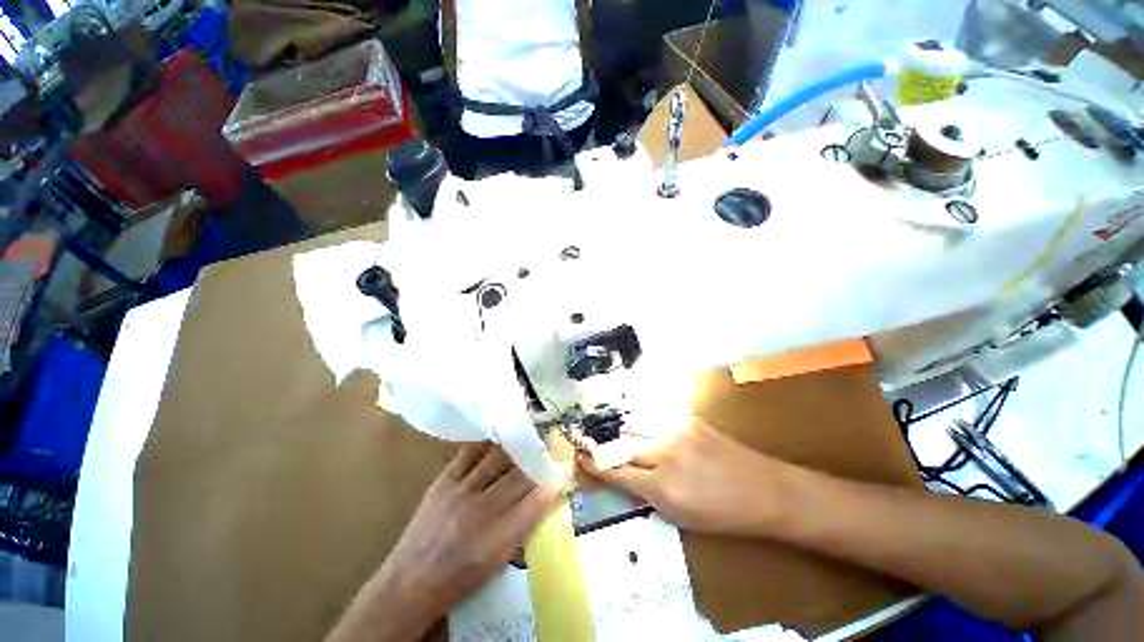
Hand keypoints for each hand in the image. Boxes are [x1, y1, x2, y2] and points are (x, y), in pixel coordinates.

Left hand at [327, 443, 565, 641]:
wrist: (411, 581)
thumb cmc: (462, 577)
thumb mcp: (500, 560)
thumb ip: (526, 524)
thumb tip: (547, 493)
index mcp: (498, 538)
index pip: (536, 500)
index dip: (554, 481)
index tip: (566, 467)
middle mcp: (480, 510)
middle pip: (518, 474)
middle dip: (538, 459)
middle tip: (550, 446)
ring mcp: (460, 491)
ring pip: (497, 458)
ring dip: (517, 446)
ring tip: (529, 435)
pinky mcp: (444, 480)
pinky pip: (470, 452)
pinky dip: (488, 442)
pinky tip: (499, 435)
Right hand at [579, 418, 787, 536]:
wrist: (765, 490)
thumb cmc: (723, 515)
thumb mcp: (680, 517)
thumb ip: (646, 495)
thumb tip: (623, 477)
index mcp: (662, 488)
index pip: (616, 472)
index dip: (594, 464)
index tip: (580, 457)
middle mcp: (664, 455)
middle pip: (621, 444)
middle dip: (603, 445)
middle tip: (592, 443)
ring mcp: (676, 432)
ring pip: (634, 425)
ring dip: (622, 431)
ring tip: (616, 434)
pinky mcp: (687, 419)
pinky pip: (655, 418)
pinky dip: (642, 422)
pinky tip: (639, 424)